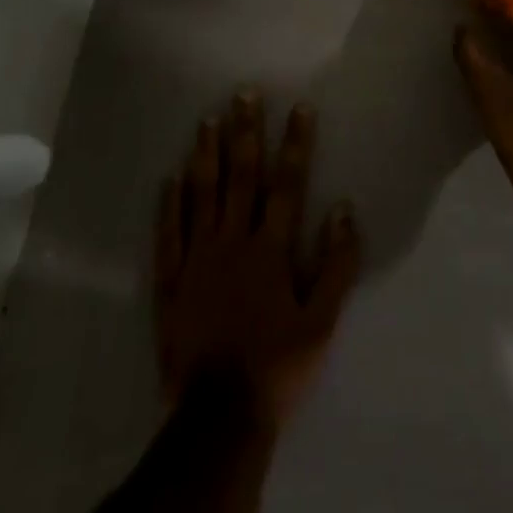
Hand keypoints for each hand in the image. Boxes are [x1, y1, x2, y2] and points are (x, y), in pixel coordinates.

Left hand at [155, 96, 359, 430]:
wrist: (218, 418)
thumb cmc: (278, 366)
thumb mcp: (322, 321)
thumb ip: (336, 263)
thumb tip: (344, 209)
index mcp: (271, 249)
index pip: (287, 184)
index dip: (296, 144)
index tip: (300, 108)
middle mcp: (233, 242)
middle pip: (241, 177)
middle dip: (246, 133)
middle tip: (243, 94)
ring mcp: (197, 260)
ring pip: (202, 196)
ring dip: (206, 155)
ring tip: (207, 120)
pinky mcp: (170, 283)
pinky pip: (168, 234)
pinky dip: (169, 204)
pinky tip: (169, 177)